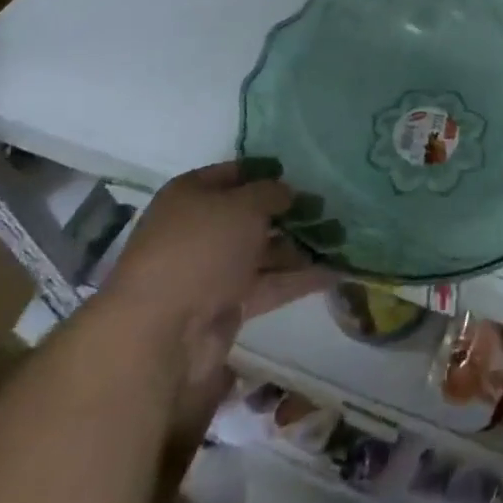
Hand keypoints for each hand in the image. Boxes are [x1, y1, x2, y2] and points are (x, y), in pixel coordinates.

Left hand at [100, 160, 327, 427]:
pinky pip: (267, 284)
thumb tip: (286, 192)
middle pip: (249, 215)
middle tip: (327, 210)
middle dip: (288, 213)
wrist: (162, 331)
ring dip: (298, 247)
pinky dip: (297, 279)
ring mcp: (211, 270)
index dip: (266, 171)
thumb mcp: (244, 205)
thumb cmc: (201, 248)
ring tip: (340, 240)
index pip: (234, 174)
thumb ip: (271, 193)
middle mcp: (198, 229)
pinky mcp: (225, 305)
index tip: (300, 174)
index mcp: (190, 195)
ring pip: (261, 252)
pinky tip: (334, 273)